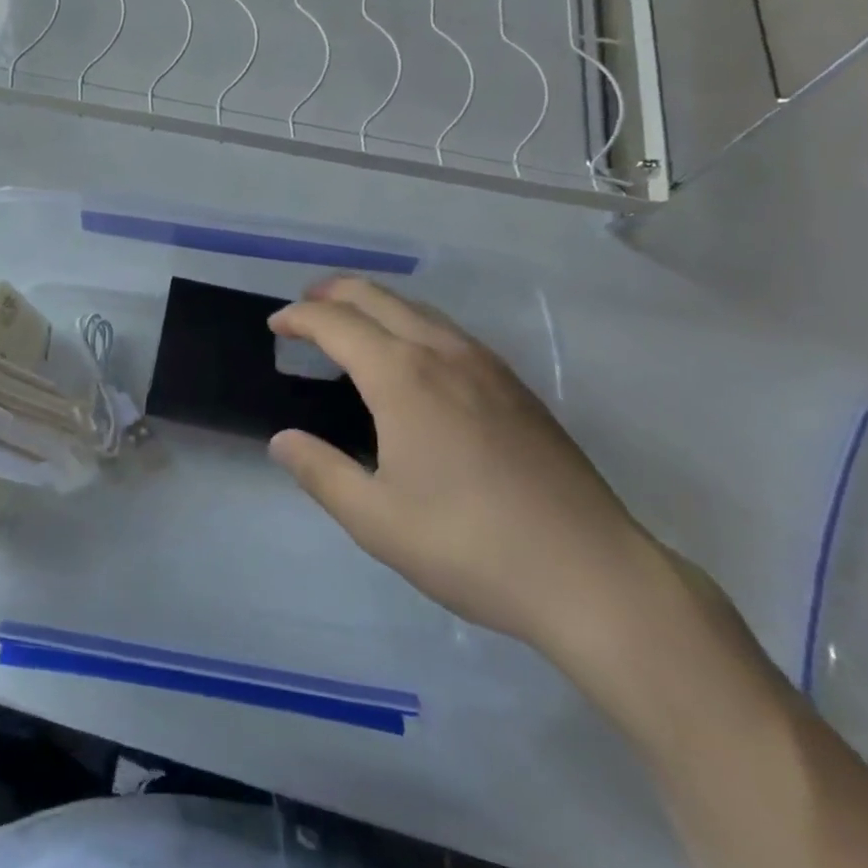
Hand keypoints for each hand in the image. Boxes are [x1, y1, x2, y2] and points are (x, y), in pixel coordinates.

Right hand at [267, 277, 658, 658]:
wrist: (592, 574)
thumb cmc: (471, 546)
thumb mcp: (376, 520)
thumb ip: (321, 473)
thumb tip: (282, 441)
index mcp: (402, 376)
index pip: (335, 323)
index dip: (298, 318)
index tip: (275, 326)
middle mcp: (442, 352)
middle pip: (377, 297)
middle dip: (333, 293)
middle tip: (304, 308)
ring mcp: (486, 365)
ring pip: (418, 309)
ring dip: (374, 305)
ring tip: (351, 325)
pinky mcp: (516, 385)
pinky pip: (448, 331)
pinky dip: (411, 323)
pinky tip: (413, 358)